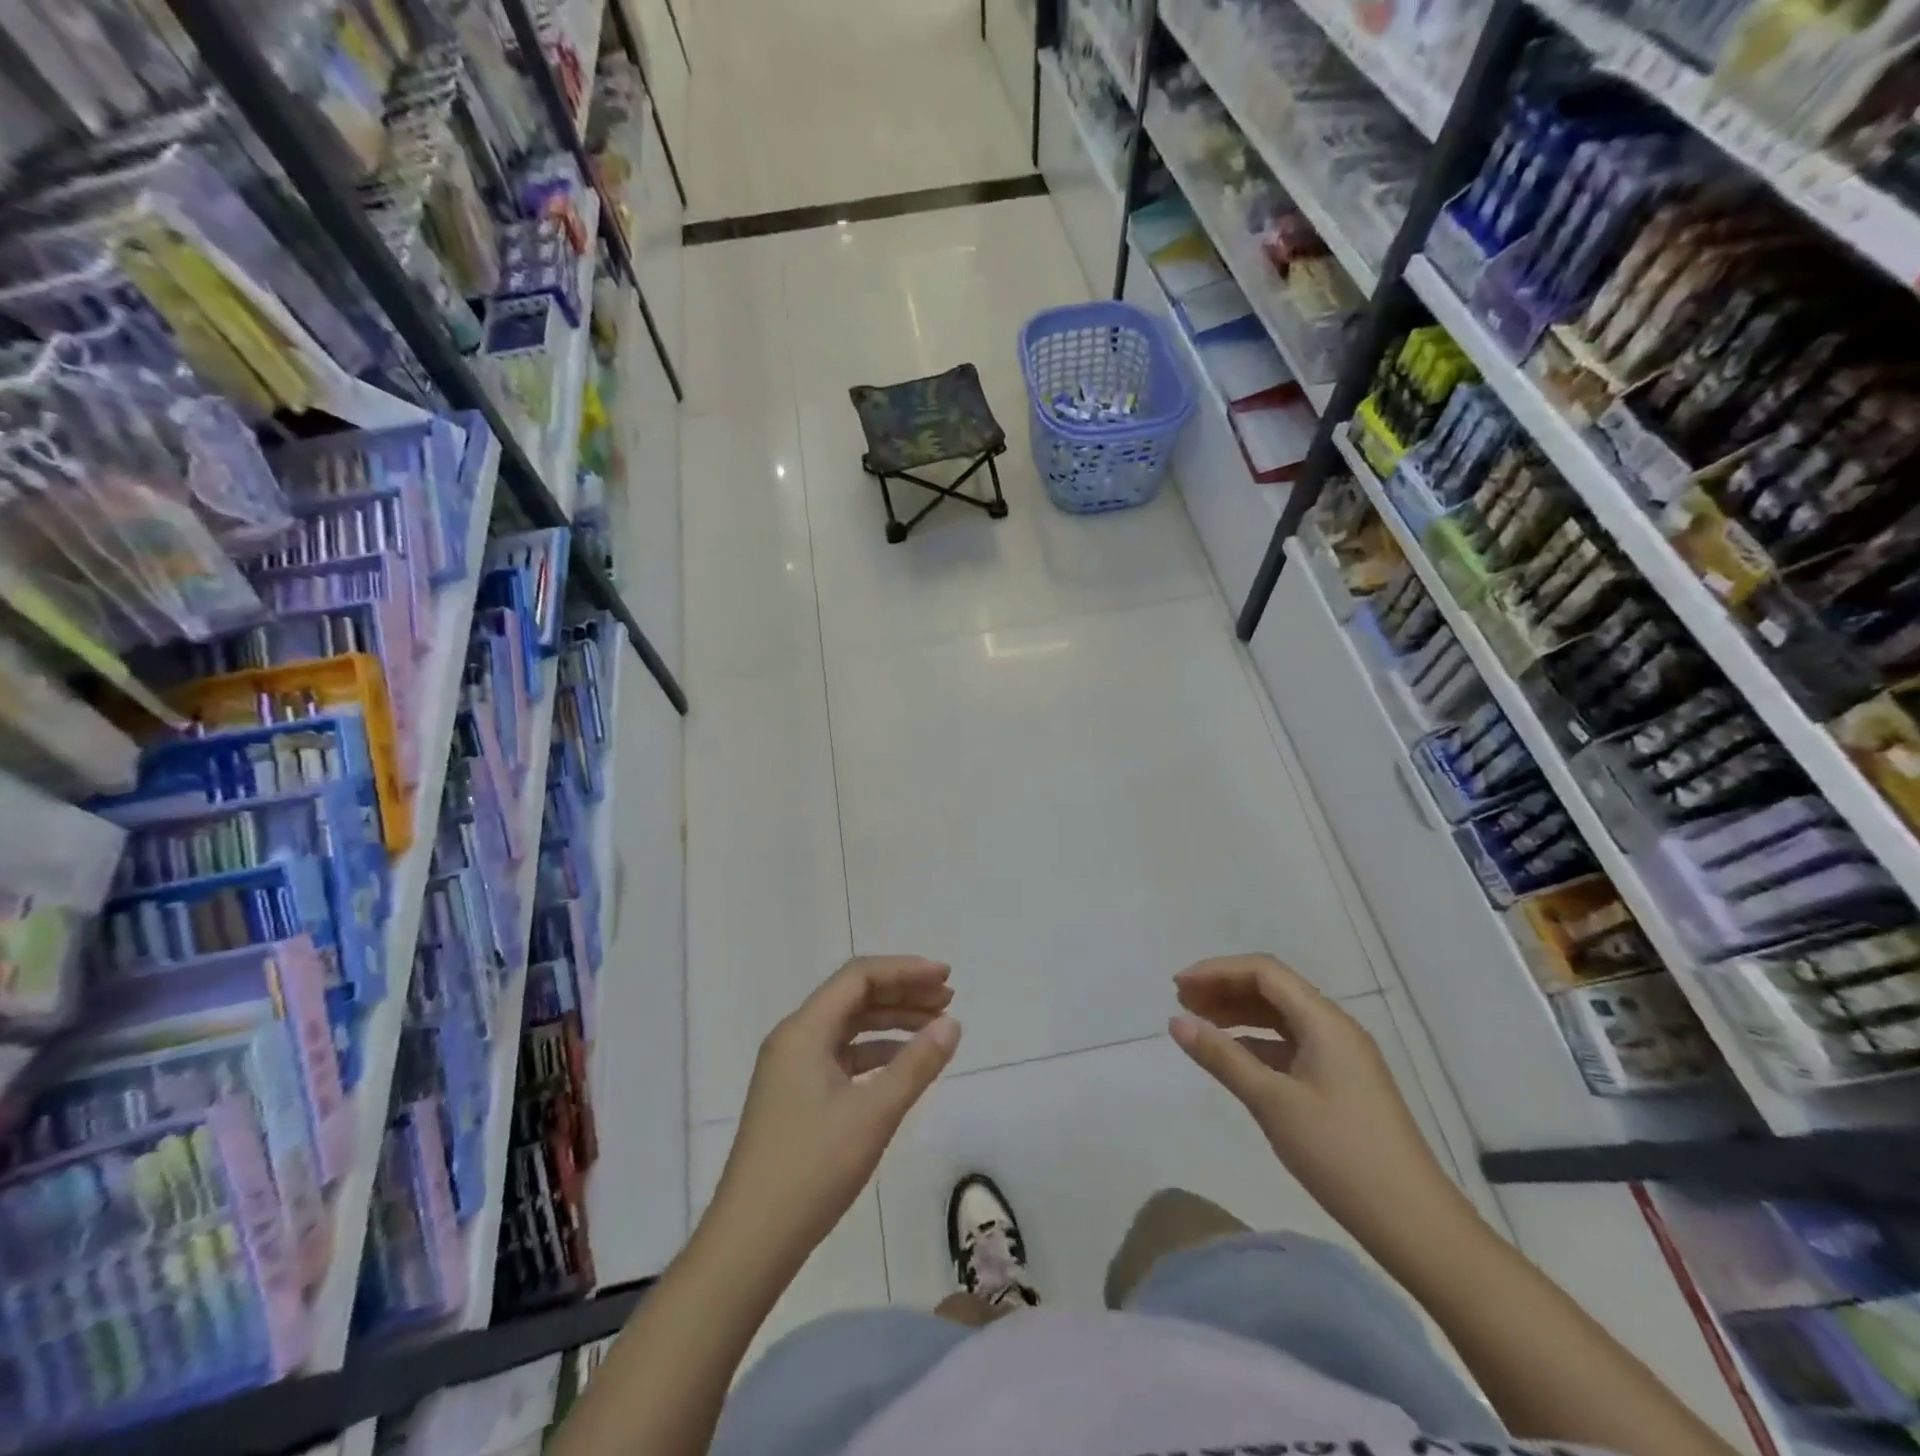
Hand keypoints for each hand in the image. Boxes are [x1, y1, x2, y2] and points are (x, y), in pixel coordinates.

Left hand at [711, 957, 960, 1271]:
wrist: (750, 1243)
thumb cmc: (812, 1170)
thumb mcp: (873, 1114)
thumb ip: (916, 1064)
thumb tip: (951, 1024)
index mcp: (803, 1031)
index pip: (859, 977)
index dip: (905, 970)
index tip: (946, 977)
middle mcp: (794, 1039)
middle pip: (854, 997)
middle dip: (902, 993)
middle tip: (948, 1000)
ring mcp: (792, 1068)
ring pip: (849, 1027)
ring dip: (892, 1022)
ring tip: (935, 1028)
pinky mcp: (796, 1095)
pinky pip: (841, 1056)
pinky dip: (875, 1052)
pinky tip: (903, 1065)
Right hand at [1168, 954, 1463, 1250]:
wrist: (1415, 1224)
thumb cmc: (1341, 1155)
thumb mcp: (1273, 1103)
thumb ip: (1222, 1057)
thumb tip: (1176, 1021)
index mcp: (1324, 1021)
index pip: (1263, 972)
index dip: (1217, 971)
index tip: (1178, 986)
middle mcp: (1334, 1028)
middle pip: (1272, 989)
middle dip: (1224, 988)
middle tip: (1181, 1001)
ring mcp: (1340, 1056)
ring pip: (1280, 1016)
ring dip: (1238, 1014)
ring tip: (1198, 1024)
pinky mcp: (1340, 1082)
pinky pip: (1290, 1044)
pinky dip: (1256, 1042)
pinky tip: (1232, 1057)